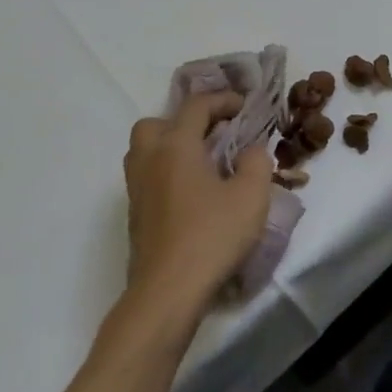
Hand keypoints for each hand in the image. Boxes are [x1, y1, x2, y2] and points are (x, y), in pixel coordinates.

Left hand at [122, 92, 274, 319]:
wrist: (167, 292)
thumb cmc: (212, 236)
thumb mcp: (252, 195)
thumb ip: (256, 162)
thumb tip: (251, 150)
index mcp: (176, 145)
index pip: (196, 106)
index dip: (222, 100)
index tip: (245, 106)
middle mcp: (149, 159)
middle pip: (157, 123)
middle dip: (184, 122)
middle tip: (213, 135)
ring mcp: (137, 189)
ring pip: (146, 151)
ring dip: (172, 147)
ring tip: (203, 163)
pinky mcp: (135, 216)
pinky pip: (148, 177)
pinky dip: (167, 173)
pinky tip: (193, 193)